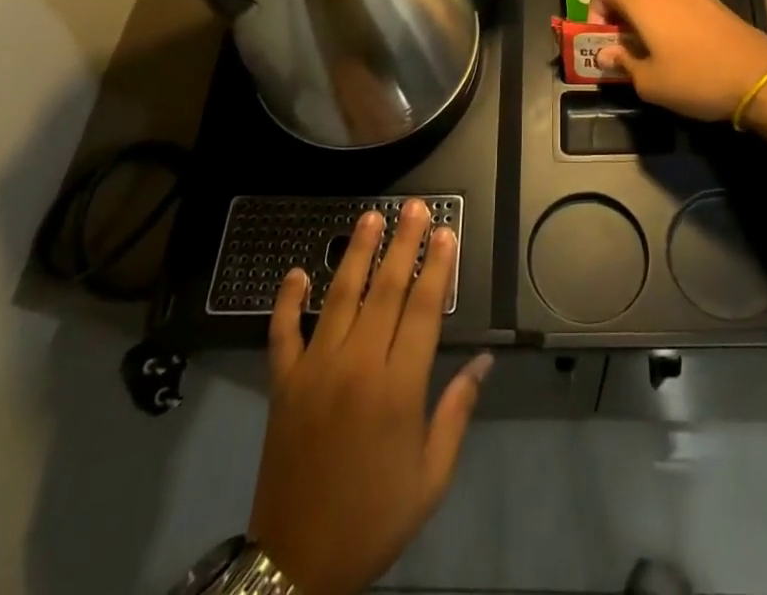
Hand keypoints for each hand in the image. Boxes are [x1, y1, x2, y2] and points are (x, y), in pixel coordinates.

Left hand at [247, 200, 492, 594]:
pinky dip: (286, 301)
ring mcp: (315, 370)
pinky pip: (282, 333)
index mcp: (398, 388)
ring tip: (371, 217)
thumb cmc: (374, 518)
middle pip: (385, 290)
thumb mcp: (430, 477)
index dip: (436, 266)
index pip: (423, 309)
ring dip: (356, 254)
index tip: (445, 232)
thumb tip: (484, 361)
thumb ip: (457, 411)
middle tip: (415, 207)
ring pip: (339, 297)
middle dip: (403, 244)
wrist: (297, 565)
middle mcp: (357, 366)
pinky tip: (295, 273)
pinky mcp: (283, 384)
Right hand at [587, 0, 766, 121]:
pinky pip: (682, 9)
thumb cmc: (696, 78)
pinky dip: (673, 25)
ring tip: (658, 58)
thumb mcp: (650, 82)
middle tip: (627, 54)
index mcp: (645, 1)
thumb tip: (605, 53)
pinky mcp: (718, 6)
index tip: (602, 36)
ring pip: (659, 3)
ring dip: (650, 24)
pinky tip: (686, 55)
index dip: (596, 6)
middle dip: (624, 21)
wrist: (761, 77)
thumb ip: (623, 63)